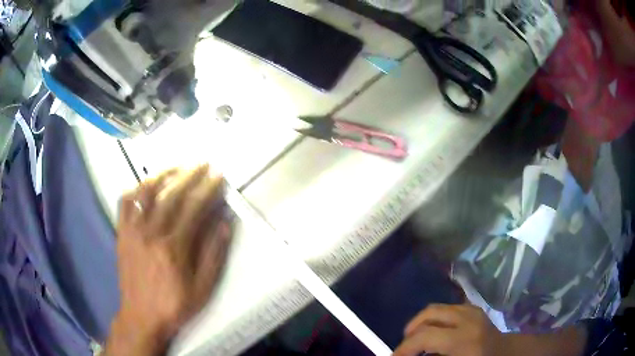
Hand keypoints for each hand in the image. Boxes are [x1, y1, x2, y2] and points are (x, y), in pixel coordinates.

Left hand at [106, 165, 232, 354]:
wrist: (141, 315)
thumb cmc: (174, 305)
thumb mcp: (202, 288)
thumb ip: (213, 254)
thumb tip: (225, 223)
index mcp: (173, 248)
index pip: (193, 208)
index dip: (207, 188)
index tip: (218, 175)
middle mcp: (151, 232)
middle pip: (171, 194)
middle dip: (189, 174)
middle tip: (202, 163)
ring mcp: (133, 230)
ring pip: (146, 192)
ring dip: (163, 174)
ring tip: (177, 166)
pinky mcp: (122, 233)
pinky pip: (125, 202)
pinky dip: (135, 188)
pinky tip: (145, 184)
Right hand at [394, 304, 503, 355]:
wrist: (505, 353)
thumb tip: (410, 355)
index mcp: (463, 338)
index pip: (424, 336)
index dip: (404, 348)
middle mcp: (468, 318)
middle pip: (429, 314)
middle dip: (410, 332)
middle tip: (405, 349)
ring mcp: (472, 309)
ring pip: (436, 308)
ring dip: (421, 324)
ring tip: (417, 342)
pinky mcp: (473, 308)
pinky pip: (446, 309)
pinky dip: (435, 320)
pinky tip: (435, 334)